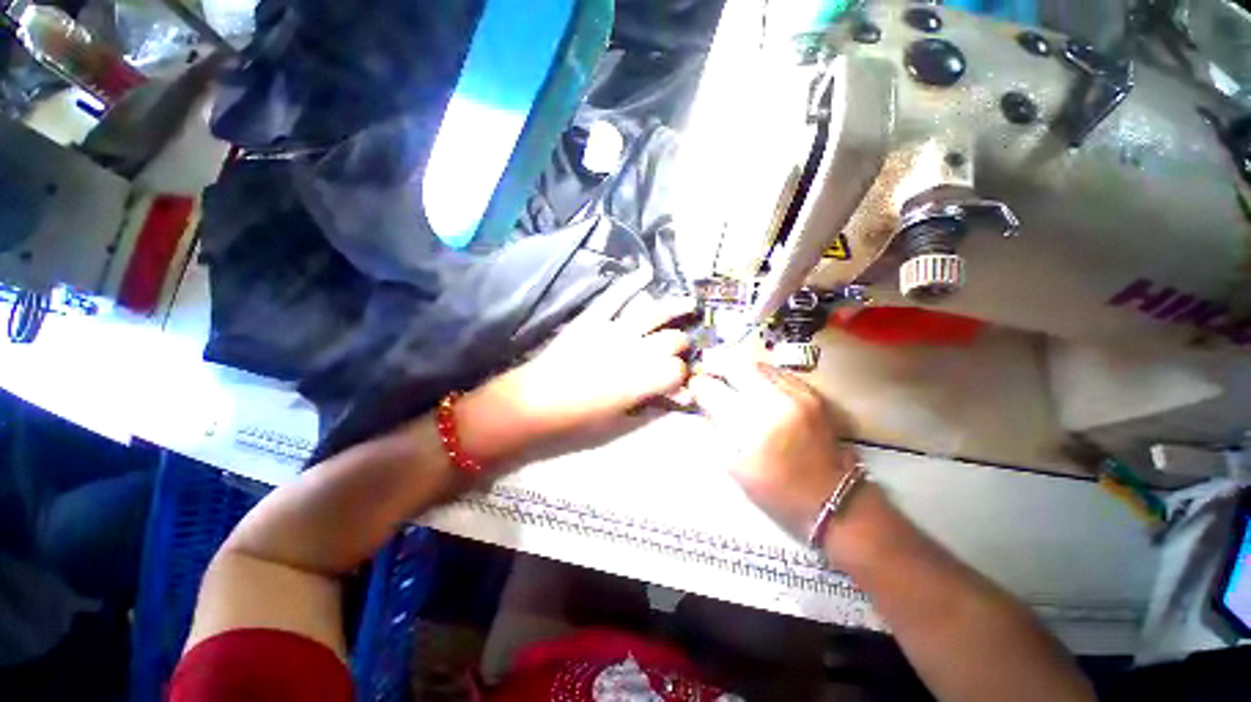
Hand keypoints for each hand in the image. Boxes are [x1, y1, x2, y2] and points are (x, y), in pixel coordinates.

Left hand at [460, 271, 694, 464]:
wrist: (535, 402)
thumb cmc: (578, 419)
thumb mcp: (620, 421)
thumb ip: (653, 405)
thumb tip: (681, 397)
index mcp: (641, 380)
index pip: (678, 370)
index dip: (682, 375)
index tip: (679, 380)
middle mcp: (634, 351)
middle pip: (672, 340)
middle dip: (680, 345)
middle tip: (676, 351)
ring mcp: (613, 330)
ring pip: (654, 313)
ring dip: (675, 308)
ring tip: (689, 303)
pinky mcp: (593, 319)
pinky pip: (615, 296)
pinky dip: (630, 282)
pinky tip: (644, 272)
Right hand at [689, 359, 861, 540]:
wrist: (834, 499)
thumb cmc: (778, 491)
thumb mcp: (735, 467)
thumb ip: (717, 430)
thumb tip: (705, 403)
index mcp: (754, 426)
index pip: (714, 390)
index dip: (699, 385)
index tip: (694, 386)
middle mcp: (776, 401)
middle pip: (736, 366)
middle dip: (716, 366)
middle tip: (708, 374)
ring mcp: (798, 394)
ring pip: (757, 364)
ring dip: (738, 368)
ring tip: (728, 377)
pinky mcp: (811, 393)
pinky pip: (777, 372)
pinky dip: (759, 374)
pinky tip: (754, 384)